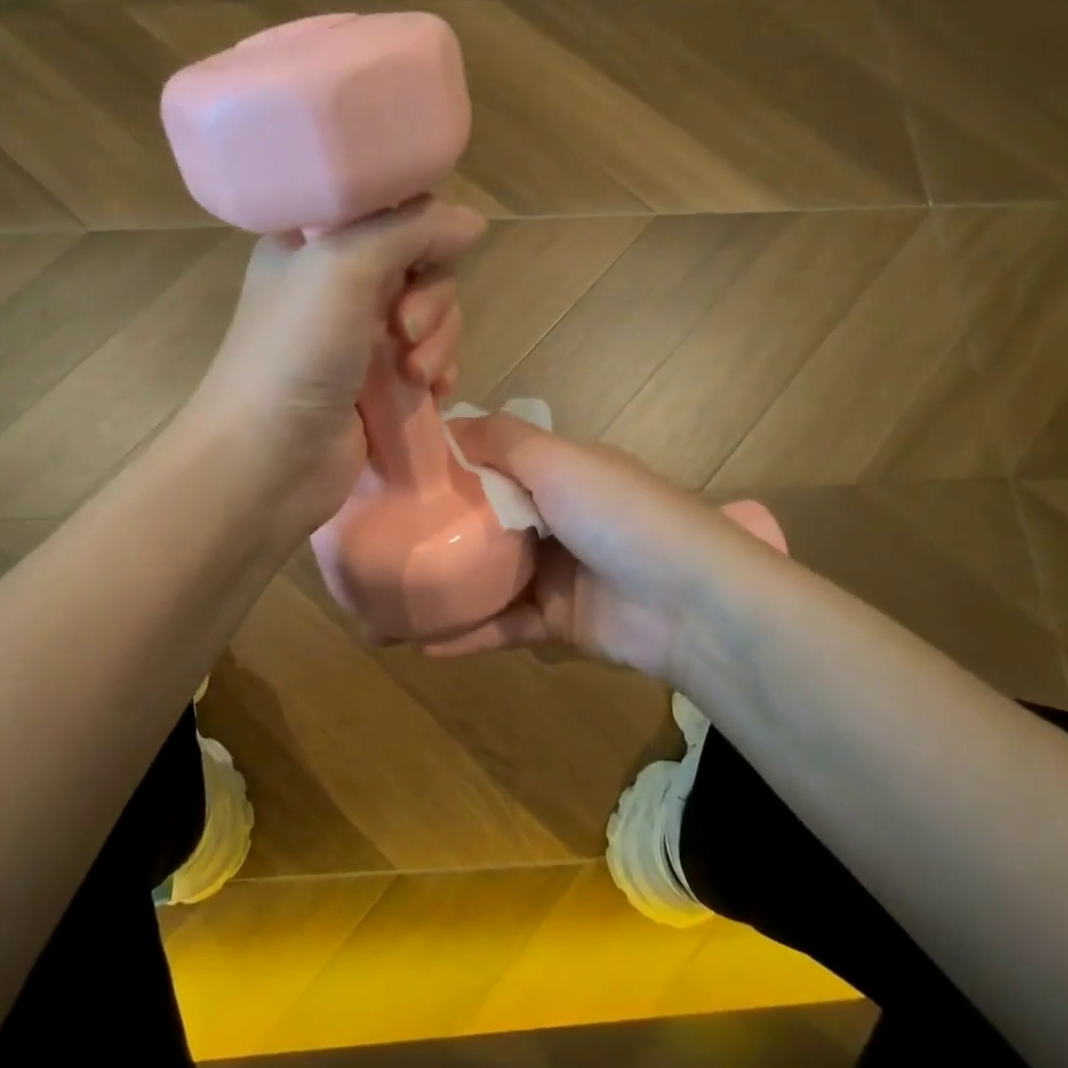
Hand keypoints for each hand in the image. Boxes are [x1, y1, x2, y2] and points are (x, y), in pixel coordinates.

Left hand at [185, 198, 486, 538]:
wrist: (268, 461)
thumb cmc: (296, 353)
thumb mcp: (345, 267)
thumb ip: (411, 229)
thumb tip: (473, 222)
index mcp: (315, 240)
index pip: (389, 208)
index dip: (421, 227)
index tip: (428, 256)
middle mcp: (338, 281)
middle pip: (421, 263)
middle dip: (431, 298)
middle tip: (405, 331)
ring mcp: (358, 334)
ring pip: (432, 313)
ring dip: (439, 341)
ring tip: (415, 376)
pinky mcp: (378, 381)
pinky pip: (430, 357)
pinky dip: (439, 369)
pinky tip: (433, 391)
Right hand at [425, 414, 784, 682]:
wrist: (690, 601)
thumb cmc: (619, 513)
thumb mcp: (559, 460)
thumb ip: (503, 439)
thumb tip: (447, 423)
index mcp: (559, 472)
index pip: (493, 461)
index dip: (448, 465)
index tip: (393, 474)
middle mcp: (555, 517)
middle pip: (485, 520)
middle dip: (437, 529)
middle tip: (378, 539)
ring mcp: (556, 572)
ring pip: (488, 577)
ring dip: (446, 587)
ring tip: (389, 598)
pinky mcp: (558, 622)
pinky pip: (504, 624)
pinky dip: (469, 633)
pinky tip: (424, 644)